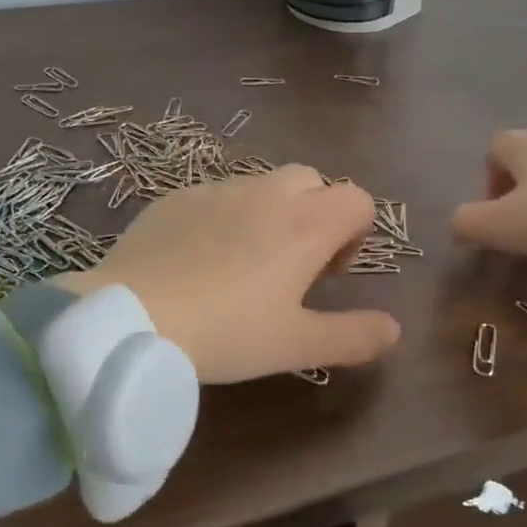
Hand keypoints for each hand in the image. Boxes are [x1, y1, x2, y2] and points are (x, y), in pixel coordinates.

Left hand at [56, 165, 401, 383]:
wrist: (131, 318)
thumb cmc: (226, 332)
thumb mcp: (296, 345)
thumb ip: (353, 336)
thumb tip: (394, 329)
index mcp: (306, 224)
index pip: (358, 200)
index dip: (355, 233)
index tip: (329, 274)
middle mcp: (267, 194)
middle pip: (313, 181)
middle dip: (315, 213)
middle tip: (293, 265)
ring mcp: (218, 190)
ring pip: (263, 185)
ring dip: (270, 213)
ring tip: (244, 263)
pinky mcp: (177, 197)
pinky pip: (216, 195)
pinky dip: (224, 217)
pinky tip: (198, 259)